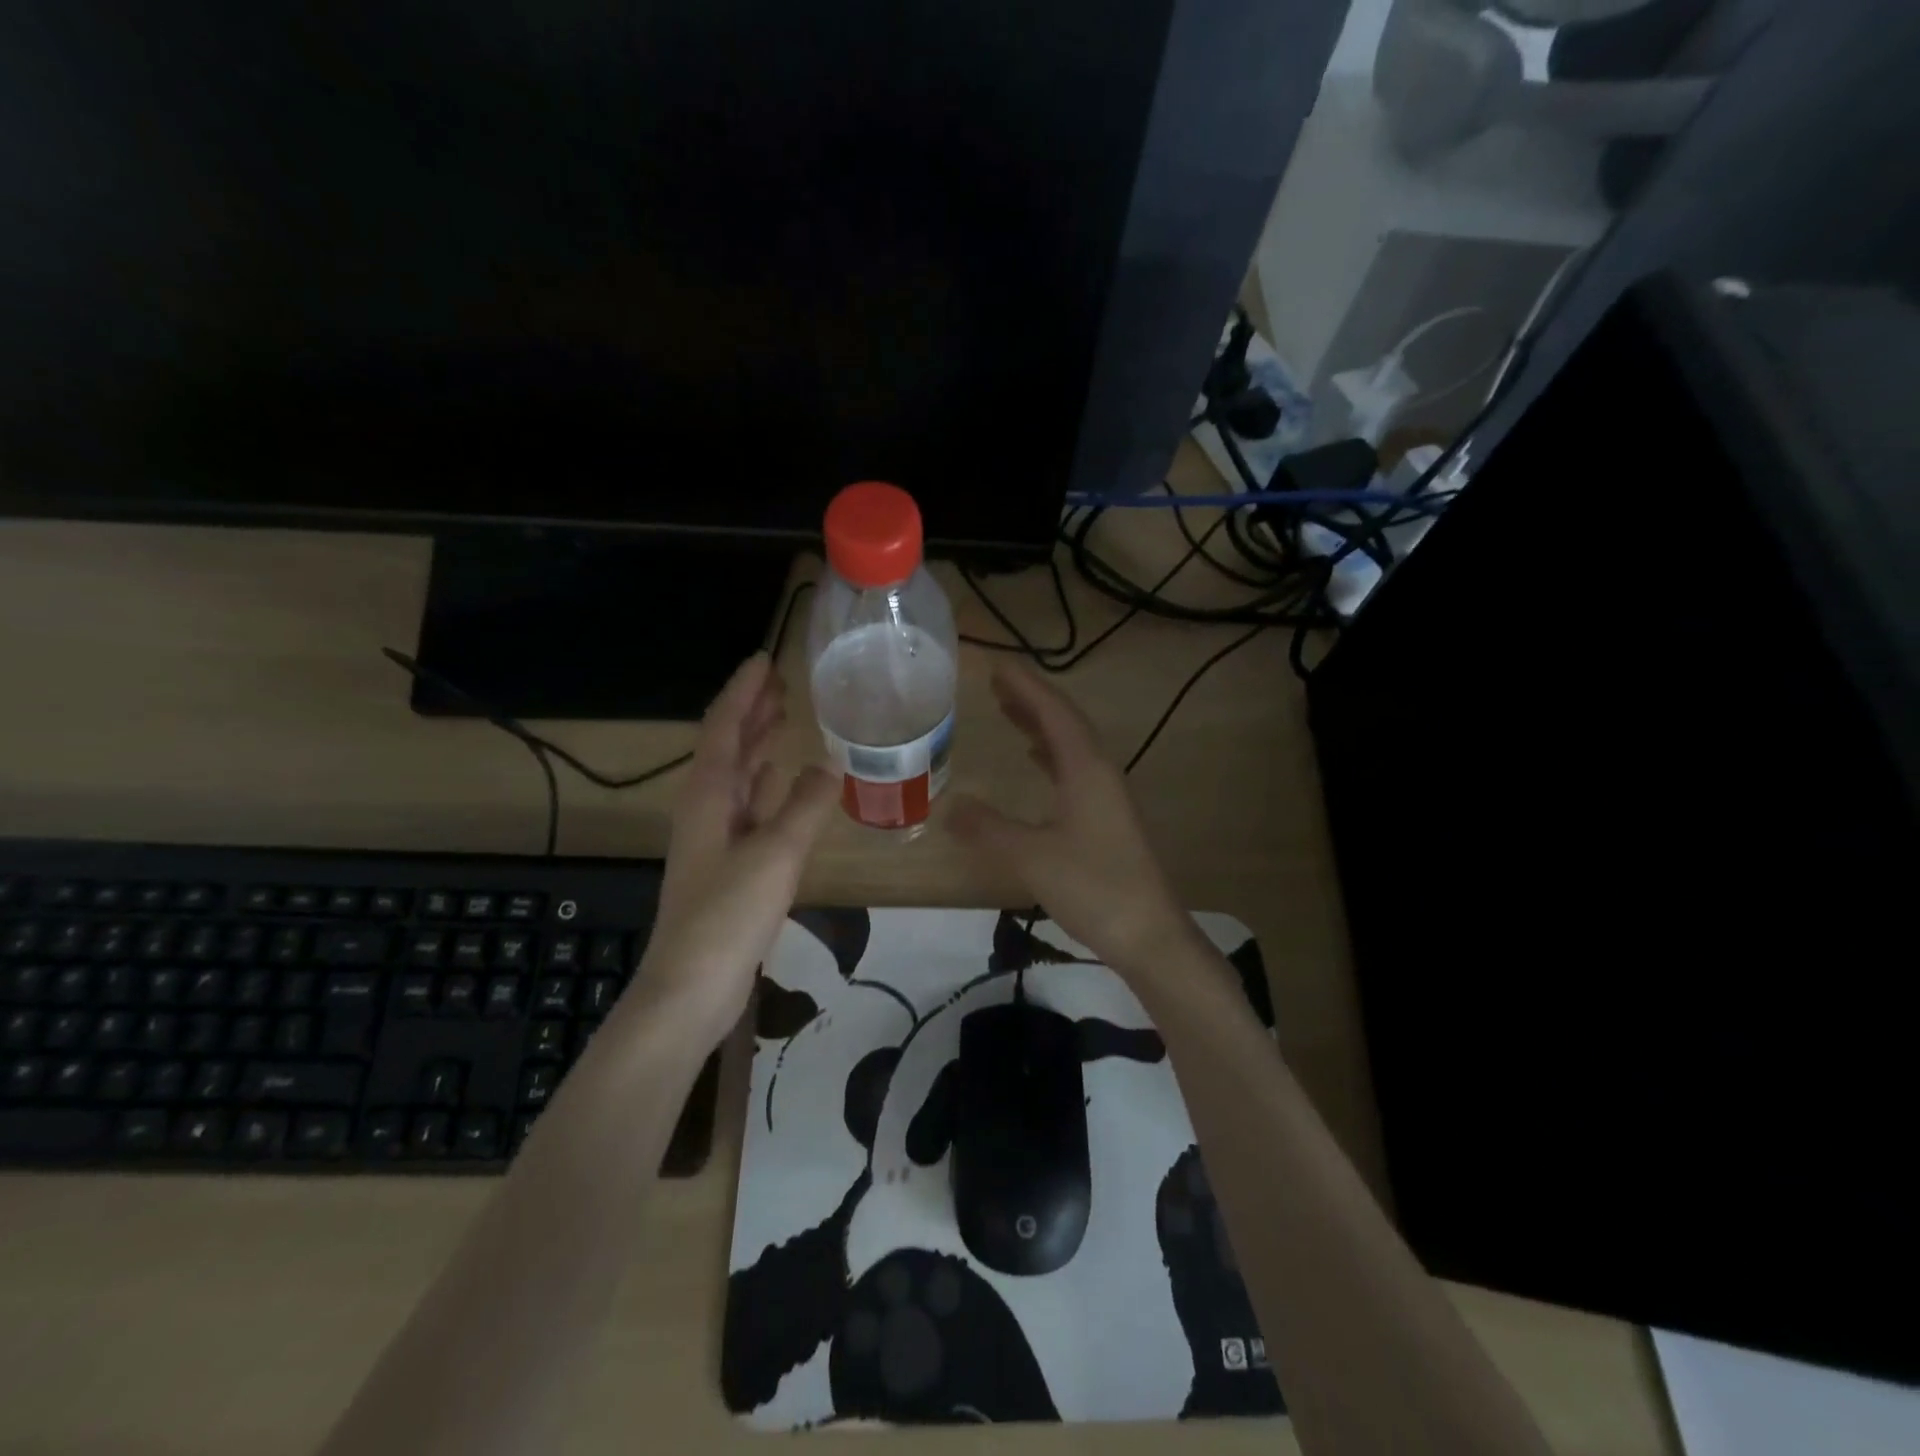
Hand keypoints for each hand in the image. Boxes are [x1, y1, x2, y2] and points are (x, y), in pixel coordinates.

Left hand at [638, 653, 838, 1044]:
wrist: (692, 987)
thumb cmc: (728, 914)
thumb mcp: (775, 854)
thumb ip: (805, 806)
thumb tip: (831, 764)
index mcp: (708, 795)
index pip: (724, 727)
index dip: (743, 691)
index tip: (765, 659)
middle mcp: (706, 807)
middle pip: (728, 746)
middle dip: (752, 711)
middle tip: (783, 682)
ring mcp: (716, 837)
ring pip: (739, 775)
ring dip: (759, 744)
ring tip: (786, 717)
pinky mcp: (729, 863)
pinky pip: (750, 806)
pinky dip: (768, 786)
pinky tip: (784, 781)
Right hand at [948, 661, 1194, 973]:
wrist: (1149, 935)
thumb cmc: (1093, 887)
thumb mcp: (1032, 856)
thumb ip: (988, 829)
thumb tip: (949, 806)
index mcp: (1087, 770)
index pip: (1054, 713)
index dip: (1025, 687)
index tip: (997, 665)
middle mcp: (1101, 773)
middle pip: (1065, 723)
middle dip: (1031, 701)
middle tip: (996, 685)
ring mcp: (1108, 797)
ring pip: (1071, 747)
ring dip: (1041, 727)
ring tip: (1009, 713)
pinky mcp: (1108, 819)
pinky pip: (1075, 771)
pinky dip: (1052, 756)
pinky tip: (1037, 763)